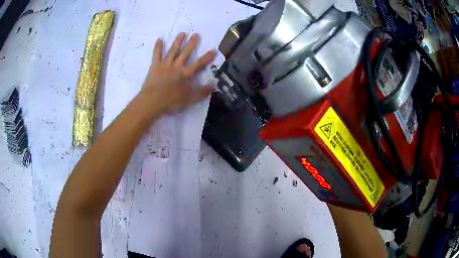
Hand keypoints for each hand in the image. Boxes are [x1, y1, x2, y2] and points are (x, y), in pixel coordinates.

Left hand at [141, 33, 216, 112]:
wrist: (153, 101)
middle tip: (196, 34)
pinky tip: (159, 39)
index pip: (199, 64)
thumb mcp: (191, 99)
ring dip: (178, 41)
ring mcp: (166, 64)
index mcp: (186, 74)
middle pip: (186, 53)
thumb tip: (214, 86)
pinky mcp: (155, 66)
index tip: (214, 50)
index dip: (207, 57)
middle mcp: (177, 66)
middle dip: (192, 43)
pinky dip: (158, 47)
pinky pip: (157, 54)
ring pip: (173, 50)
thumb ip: (203, 92)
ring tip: (182, 33)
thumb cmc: (172, 101)